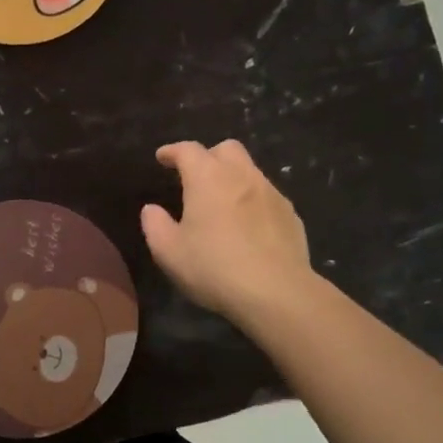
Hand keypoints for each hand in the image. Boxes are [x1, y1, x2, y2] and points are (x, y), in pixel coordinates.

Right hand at [142, 140, 313, 324]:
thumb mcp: (169, 252)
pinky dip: (253, 201)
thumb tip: (151, 209)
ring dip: (233, 178)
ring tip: (222, 204)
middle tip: (196, 177)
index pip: (188, 150)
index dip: (173, 151)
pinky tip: (248, 227)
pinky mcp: (290, 215)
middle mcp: (242, 176)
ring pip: (250, 171)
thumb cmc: (215, 268)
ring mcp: (271, 193)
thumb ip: (155, 225)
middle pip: (226, 149)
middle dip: (208, 156)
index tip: (163, 158)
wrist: (277, 293)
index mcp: (208, 178)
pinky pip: (267, 196)